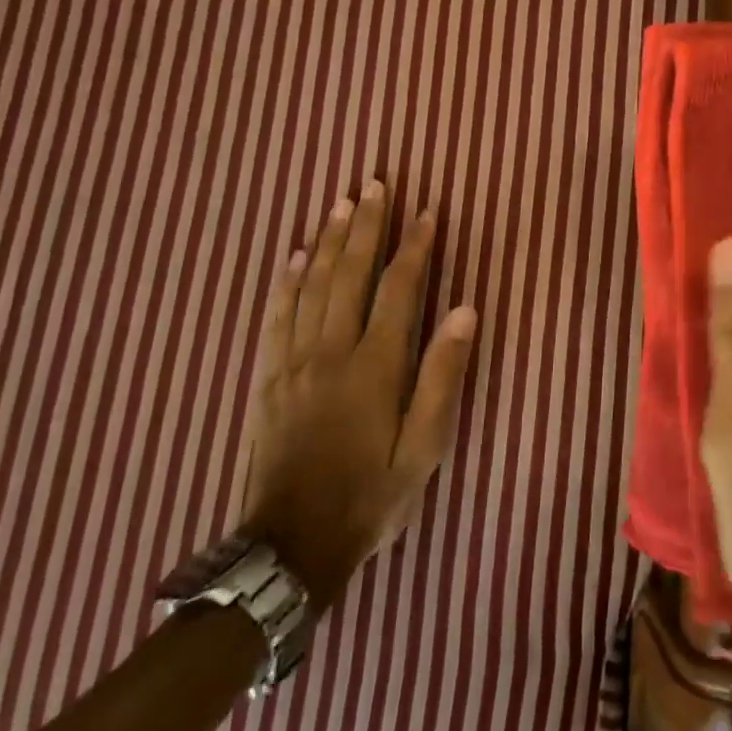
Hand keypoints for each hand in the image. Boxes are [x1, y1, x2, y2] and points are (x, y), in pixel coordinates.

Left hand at [240, 181, 477, 605]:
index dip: (414, 246)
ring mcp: (292, 363)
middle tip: (374, 184)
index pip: (398, 288)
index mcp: (375, 366)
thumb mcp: (424, 447)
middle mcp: (331, 351)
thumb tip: (464, 310)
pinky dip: (285, 282)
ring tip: (340, 204)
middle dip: (365, 225)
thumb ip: (443, 375)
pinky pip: (275, 317)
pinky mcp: (267, 379)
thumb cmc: (371, 495)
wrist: (291, 546)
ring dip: (327, 241)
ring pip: (310, 285)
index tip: (427, 212)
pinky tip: (292, 256)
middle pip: (348, 273)